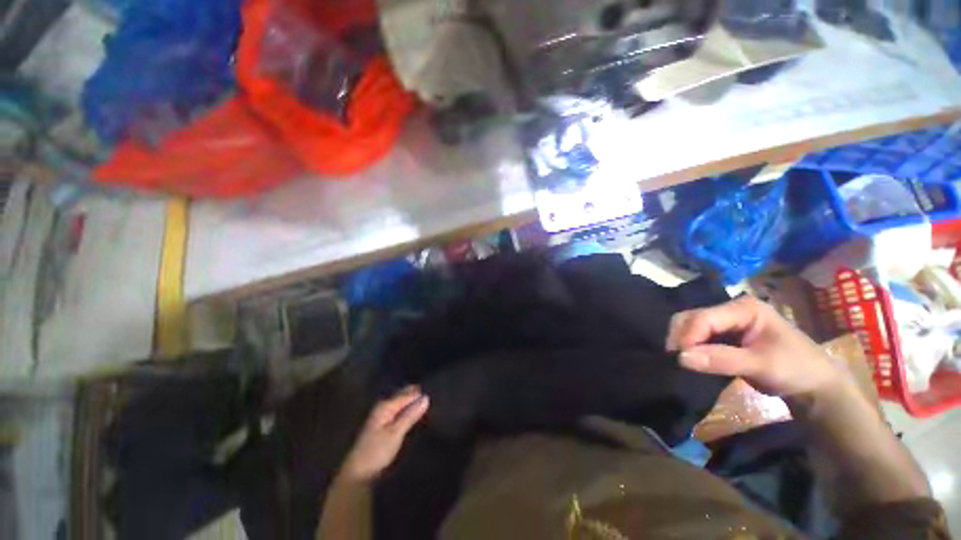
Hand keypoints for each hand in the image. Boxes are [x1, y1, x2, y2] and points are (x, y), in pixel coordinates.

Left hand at [340, 386, 429, 481]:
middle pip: (404, 395)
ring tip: (428, 406)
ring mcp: (382, 415)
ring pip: (402, 403)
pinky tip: (415, 415)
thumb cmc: (377, 452)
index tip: (436, 393)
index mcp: (386, 405)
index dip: (421, 394)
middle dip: (417, 396)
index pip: (408, 393)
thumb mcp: (396, 433)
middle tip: (434, 399)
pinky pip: (399, 410)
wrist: (358, 473)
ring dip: (413, 404)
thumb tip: (426, 397)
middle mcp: (383, 406)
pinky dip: (408, 411)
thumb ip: (410, 414)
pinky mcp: (382, 424)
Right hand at [666, 295, 842, 398]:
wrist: (814, 386)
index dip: (688, 337)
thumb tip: (681, 358)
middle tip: (676, 360)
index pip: (704, 318)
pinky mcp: (723, 334)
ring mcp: (726, 321)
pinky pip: (697, 337)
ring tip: (682, 361)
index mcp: (744, 307)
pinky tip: (690, 359)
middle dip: (680, 337)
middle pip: (691, 317)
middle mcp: (730, 309)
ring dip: (683, 343)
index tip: (678, 359)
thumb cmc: (796, 370)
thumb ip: (722, 360)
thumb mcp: (763, 366)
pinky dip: (690, 347)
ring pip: (690, 326)